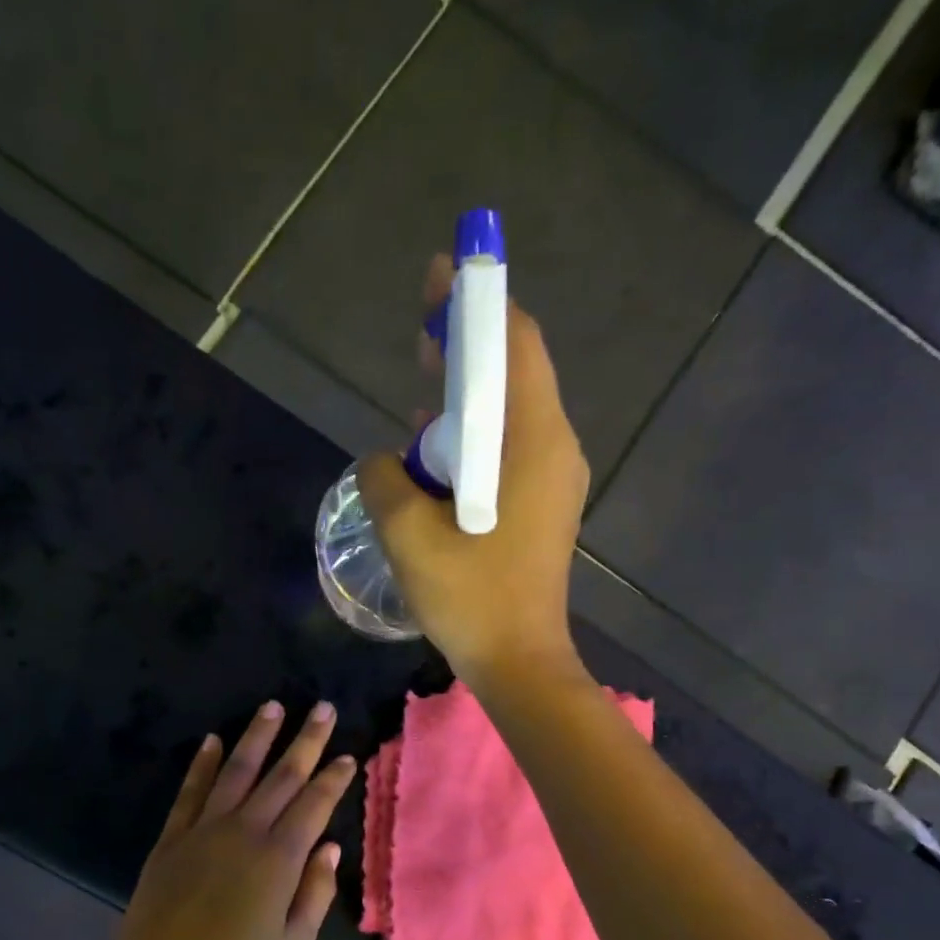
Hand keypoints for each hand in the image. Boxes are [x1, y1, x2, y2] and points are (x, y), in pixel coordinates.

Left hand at [99, 700, 355, 939]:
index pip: (314, 804)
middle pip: (282, 776)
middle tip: (323, 708)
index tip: (347, 754)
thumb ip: (316, 891)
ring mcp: (204, 830)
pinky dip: (203, 764)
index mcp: (280, 858)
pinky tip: (213, 740)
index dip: (333, 777)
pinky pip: (190, 791)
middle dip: (306, 740)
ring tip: (273, 707)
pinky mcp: (172, 838)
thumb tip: (331, 848)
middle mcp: (245, 831)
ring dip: (257, 737)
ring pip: (237, 771)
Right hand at [357, 254, 589, 686]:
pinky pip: (512, 451)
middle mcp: (556, 447)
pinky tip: (438, 455)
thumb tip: (383, 460)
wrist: (519, 662)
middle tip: (420, 337)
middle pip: (515, 371)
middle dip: (468, 347)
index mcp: (532, 440)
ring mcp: (556, 479)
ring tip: (421, 395)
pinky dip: (477, 439)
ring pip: (512, 413)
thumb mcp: (407, 534)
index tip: (440, 276)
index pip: (513, 342)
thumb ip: (384, 479)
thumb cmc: (470, 598)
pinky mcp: (546, 507)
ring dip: (469, 398)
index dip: (476, 302)